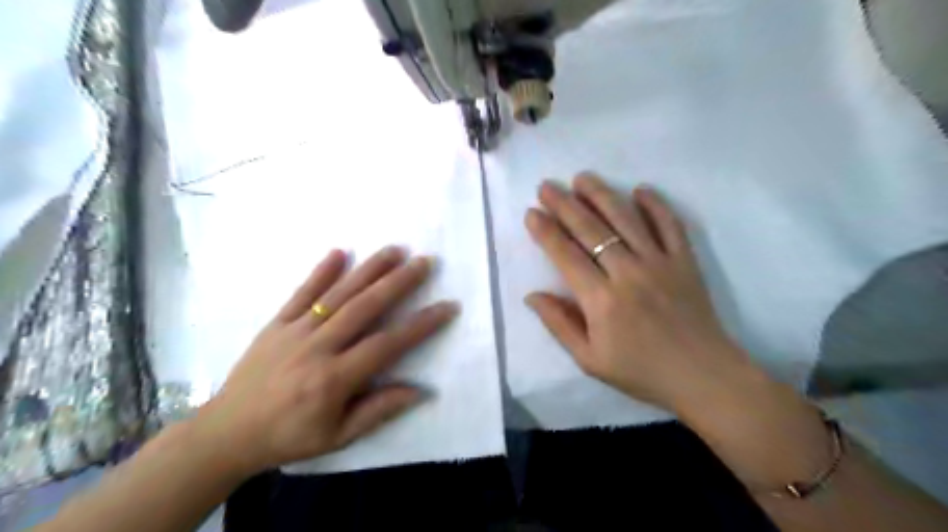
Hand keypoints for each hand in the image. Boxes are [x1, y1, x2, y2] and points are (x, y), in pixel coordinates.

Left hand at [196, 247, 458, 474]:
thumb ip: (379, 411)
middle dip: (398, 282)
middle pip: (364, 308)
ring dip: (368, 270)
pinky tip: (339, 252)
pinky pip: (301, 294)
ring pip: (337, 294)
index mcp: (335, 379)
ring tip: (394, 250)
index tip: (447, 307)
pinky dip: (320, 272)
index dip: (420, 325)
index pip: (387, 345)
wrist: (226, 433)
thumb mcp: (338, 437)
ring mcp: (294, 331)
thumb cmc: (289, 437)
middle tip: (424, 262)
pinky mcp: (276, 323)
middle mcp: (317, 348)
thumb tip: (421, 390)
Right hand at [527, 173, 747, 411]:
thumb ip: (559, 324)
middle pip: (591, 230)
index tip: (532, 212)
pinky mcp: (685, 261)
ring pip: (626, 219)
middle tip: (546, 186)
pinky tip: (641, 189)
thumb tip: (532, 296)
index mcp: (601, 300)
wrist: (703, 377)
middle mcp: (628, 273)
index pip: (566, 255)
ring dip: (602, 195)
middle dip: (564, 205)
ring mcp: (659, 263)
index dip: (546, 232)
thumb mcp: (589, 360)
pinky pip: (670, 225)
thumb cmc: (640, 371)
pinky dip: (656, 205)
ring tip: (582, 178)